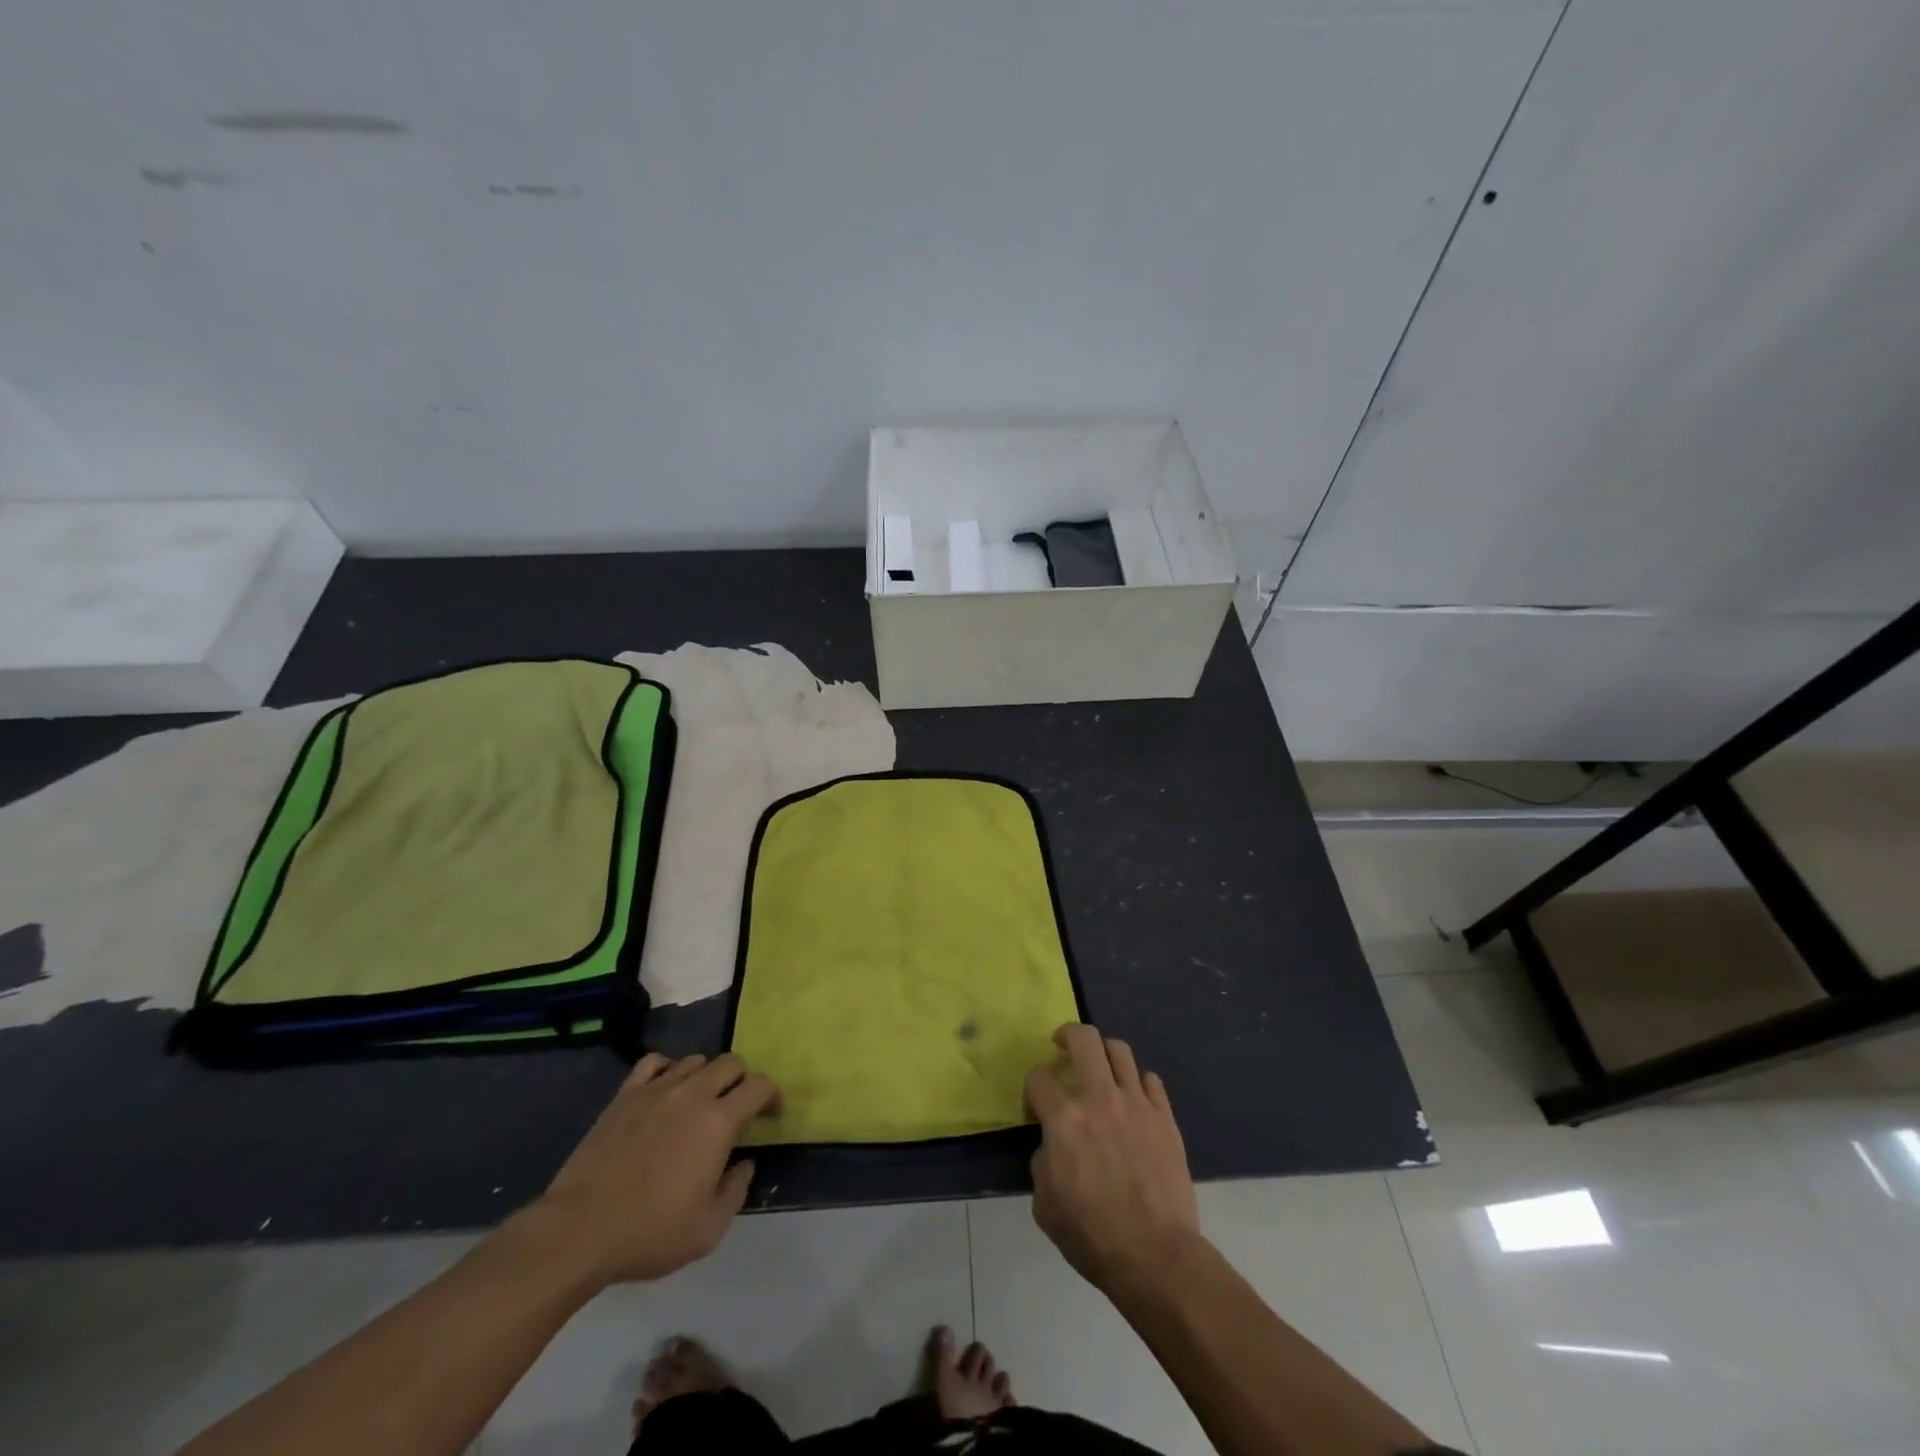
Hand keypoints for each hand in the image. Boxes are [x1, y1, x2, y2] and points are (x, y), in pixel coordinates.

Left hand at [531, 1053, 781, 1287]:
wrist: (579, 1230)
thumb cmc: (649, 1233)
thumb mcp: (708, 1229)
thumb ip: (736, 1190)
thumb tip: (743, 1164)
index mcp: (718, 1121)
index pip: (759, 1086)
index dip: (772, 1096)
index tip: (771, 1116)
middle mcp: (692, 1093)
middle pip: (731, 1062)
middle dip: (743, 1081)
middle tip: (738, 1109)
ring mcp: (656, 1089)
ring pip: (695, 1060)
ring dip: (707, 1076)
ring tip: (701, 1103)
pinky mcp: (625, 1094)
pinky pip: (655, 1062)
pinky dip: (669, 1068)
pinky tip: (666, 1090)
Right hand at [1023, 1024, 1201, 1292]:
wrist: (1156, 1256)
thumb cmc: (1092, 1234)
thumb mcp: (1045, 1204)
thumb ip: (1042, 1162)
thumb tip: (1053, 1146)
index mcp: (1065, 1118)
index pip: (1039, 1076)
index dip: (1031, 1087)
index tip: (1034, 1106)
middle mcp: (1100, 1098)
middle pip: (1084, 1038)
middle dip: (1067, 1035)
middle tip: (1062, 1047)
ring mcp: (1137, 1104)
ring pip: (1120, 1050)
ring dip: (1103, 1053)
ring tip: (1099, 1067)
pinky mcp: (1165, 1118)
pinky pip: (1151, 1080)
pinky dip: (1137, 1082)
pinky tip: (1133, 1098)